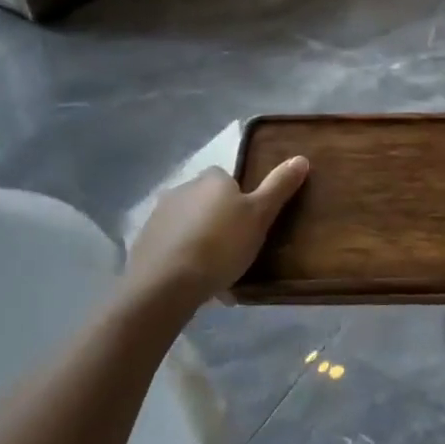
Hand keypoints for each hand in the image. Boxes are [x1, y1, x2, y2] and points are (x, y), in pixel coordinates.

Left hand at [124, 157, 309, 307]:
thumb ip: (279, 186)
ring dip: (201, 241)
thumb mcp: (260, 215)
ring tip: (217, 273)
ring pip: (189, 226)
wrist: (164, 285)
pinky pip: (172, 247)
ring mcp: (158, 216)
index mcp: (211, 179)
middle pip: (208, 202)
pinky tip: (194, 283)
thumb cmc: (220, 244)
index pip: (228, 180)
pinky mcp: (143, 244)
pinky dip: (183, 259)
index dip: (241, 200)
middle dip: (220, 221)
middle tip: (237, 250)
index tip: (251, 224)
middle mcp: (182, 189)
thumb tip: (301, 158)